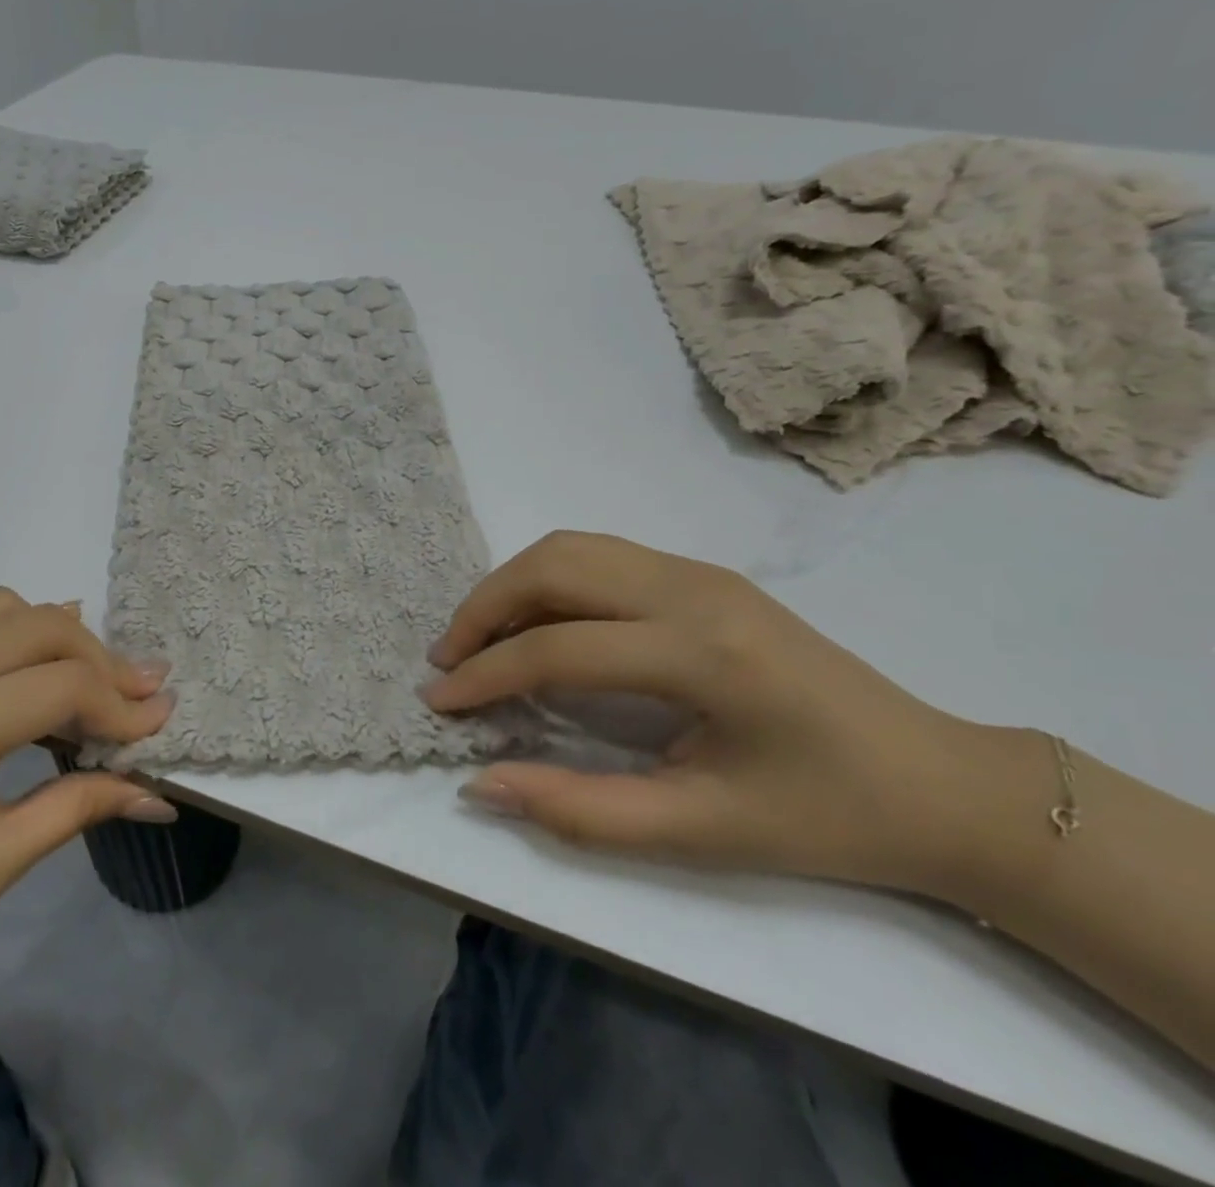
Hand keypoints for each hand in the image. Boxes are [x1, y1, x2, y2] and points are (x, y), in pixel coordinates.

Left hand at [0, 588, 175, 1042]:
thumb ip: (78, 807)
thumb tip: (156, 792)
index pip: (61, 685)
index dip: (122, 705)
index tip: (161, 725)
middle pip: (39, 626)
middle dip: (100, 659)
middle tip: (140, 700)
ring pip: (2, 609)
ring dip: (57, 637)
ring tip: (89, 686)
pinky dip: (14, 636)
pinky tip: (32, 676)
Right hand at [425, 532, 1023, 895]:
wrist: (942, 783)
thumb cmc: (827, 819)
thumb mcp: (702, 833)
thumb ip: (580, 810)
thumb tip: (482, 783)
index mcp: (703, 654)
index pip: (559, 647)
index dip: (486, 675)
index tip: (439, 703)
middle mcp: (694, 590)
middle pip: (554, 567)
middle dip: (483, 609)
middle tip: (446, 660)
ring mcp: (700, 571)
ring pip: (572, 548)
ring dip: (511, 586)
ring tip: (479, 639)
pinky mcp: (702, 574)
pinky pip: (599, 556)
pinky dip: (547, 581)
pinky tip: (537, 624)